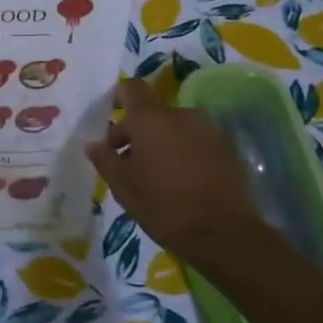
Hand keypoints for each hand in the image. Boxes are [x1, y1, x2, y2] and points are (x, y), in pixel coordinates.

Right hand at [85, 77, 260, 268]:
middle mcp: (181, 115)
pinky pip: (197, 140)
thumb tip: (93, 144)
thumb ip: (105, 160)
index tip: (110, 119)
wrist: (226, 234)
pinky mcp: (229, 148)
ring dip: (162, 141)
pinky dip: (186, 151)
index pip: (131, 87)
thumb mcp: (124, 188)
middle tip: (127, 160)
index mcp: (151, 119)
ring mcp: (209, 130)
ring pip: (176, 126)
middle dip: (137, 130)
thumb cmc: (165, 207)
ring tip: (157, 173)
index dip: (118, 97)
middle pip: (153, 111)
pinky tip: (183, 180)